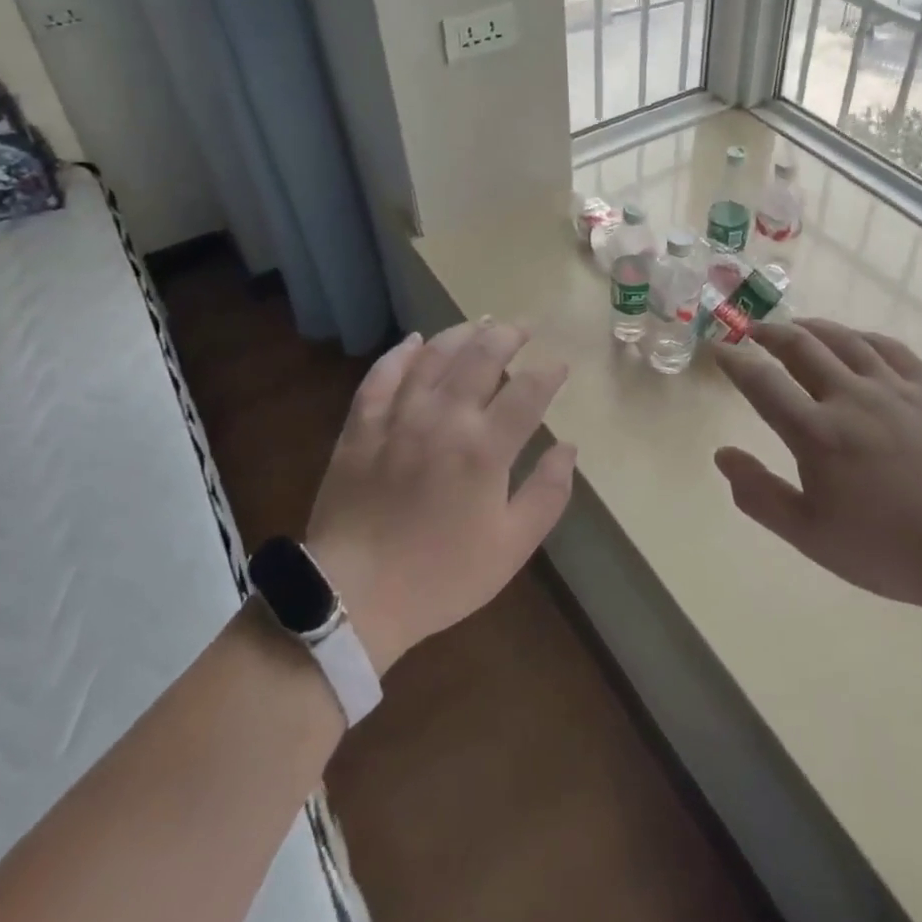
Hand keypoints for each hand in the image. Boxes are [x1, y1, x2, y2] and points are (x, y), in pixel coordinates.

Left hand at [303, 320, 575, 673]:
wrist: (353, 596)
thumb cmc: (441, 577)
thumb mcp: (511, 547)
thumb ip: (547, 494)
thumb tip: (568, 448)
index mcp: (485, 448)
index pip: (528, 392)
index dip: (549, 373)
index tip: (560, 366)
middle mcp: (444, 418)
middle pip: (482, 357)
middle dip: (508, 336)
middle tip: (523, 328)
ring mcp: (399, 417)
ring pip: (434, 356)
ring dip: (461, 334)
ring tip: (480, 325)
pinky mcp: (361, 425)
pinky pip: (382, 375)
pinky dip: (400, 353)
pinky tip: (414, 341)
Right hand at [711, 319, 921, 621]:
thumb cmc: (887, 550)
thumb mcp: (810, 536)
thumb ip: (760, 495)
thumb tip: (722, 454)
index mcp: (816, 433)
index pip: (762, 383)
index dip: (735, 362)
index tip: (719, 350)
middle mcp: (850, 397)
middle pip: (800, 346)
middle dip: (769, 333)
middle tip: (752, 330)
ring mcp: (893, 389)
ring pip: (843, 340)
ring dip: (811, 327)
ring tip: (795, 326)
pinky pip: (889, 347)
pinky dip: (861, 337)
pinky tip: (854, 340)